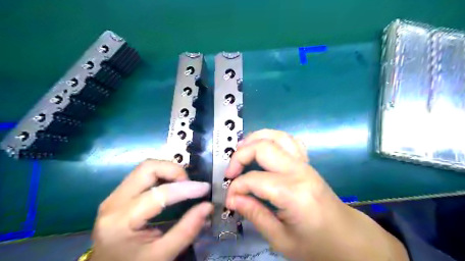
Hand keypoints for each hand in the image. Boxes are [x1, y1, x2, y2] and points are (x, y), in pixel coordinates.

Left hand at [90, 160, 211, 259]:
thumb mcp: (162, 255)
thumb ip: (187, 230)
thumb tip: (208, 206)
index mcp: (120, 222)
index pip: (159, 194)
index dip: (186, 188)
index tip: (205, 188)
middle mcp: (113, 202)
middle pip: (147, 168)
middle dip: (174, 171)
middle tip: (190, 184)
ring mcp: (114, 196)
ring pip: (145, 167)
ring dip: (168, 170)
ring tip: (183, 184)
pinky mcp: (119, 194)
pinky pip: (143, 174)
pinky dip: (162, 175)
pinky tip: (172, 186)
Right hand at [224, 129, 407, 260]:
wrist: (347, 237)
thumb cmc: (316, 244)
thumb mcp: (281, 240)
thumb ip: (255, 215)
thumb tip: (233, 199)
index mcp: (292, 193)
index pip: (254, 180)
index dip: (236, 188)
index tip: (230, 200)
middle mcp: (299, 171)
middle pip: (263, 148)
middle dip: (240, 155)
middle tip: (230, 171)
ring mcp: (305, 163)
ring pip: (276, 136)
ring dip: (255, 139)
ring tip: (240, 150)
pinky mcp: (307, 162)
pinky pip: (289, 140)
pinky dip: (272, 138)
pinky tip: (263, 147)